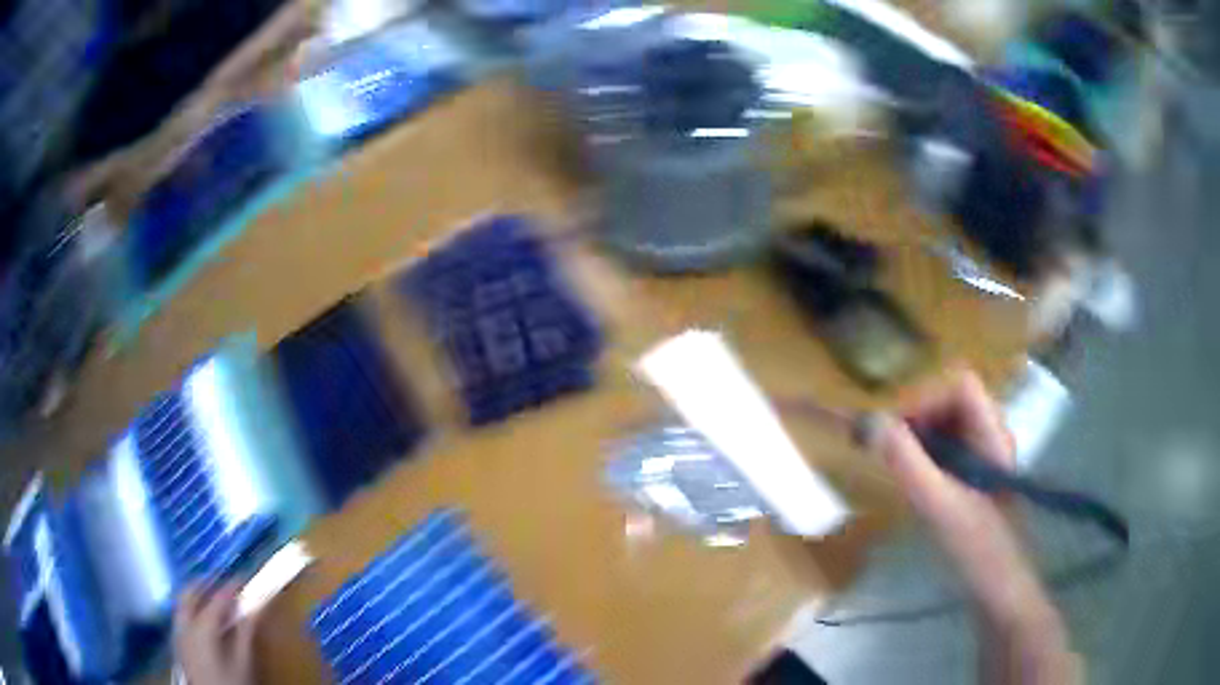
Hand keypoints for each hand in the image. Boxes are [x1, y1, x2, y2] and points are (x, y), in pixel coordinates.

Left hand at [173, 582, 258, 684]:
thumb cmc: (232, 682)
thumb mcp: (244, 661)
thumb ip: (246, 632)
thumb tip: (256, 607)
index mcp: (202, 625)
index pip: (218, 598)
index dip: (231, 587)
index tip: (243, 579)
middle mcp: (185, 623)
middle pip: (190, 593)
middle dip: (205, 584)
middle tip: (221, 581)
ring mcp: (178, 633)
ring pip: (183, 604)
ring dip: (196, 596)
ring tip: (212, 599)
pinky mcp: (179, 644)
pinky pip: (181, 617)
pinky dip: (191, 610)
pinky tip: (203, 621)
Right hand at [876, 368, 1079, 683]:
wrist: (1000, 587)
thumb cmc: (975, 547)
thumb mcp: (937, 505)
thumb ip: (906, 462)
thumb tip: (872, 424)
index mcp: (992, 434)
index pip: (960, 385)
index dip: (926, 397)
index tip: (896, 432)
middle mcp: (993, 436)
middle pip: (954, 401)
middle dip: (920, 418)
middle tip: (892, 451)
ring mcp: (988, 456)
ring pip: (950, 425)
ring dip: (922, 438)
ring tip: (903, 469)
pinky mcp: (978, 477)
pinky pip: (950, 450)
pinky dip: (929, 457)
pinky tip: (919, 485)